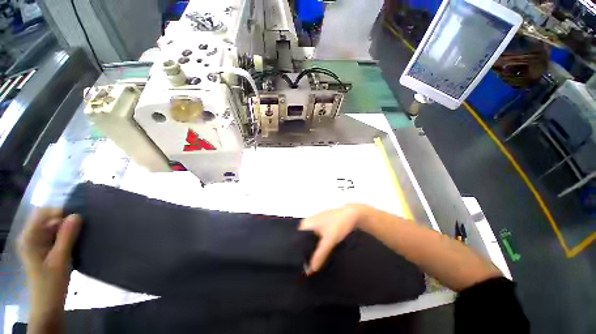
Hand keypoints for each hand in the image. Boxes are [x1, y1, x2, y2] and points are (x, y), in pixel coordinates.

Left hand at [18, 209, 81, 332]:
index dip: (59, 212)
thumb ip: (67, 236)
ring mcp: (36, 243)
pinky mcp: (43, 249)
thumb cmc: (52, 282)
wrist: (48, 303)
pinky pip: (55, 235)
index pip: (42, 213)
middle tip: (81, 229)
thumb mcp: (61, 259)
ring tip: (79, 237)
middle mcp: (30, 237)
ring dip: (66, 229)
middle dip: (65, 221)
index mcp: (29, 237)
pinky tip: (74, 243)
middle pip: (48, 219)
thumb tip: (77, 215)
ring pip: (53, 227)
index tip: (78, 220)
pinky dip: (65, 236)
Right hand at [299, 204, 366, 273]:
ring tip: (314, 263)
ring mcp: (315, 224)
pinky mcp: (322, 226)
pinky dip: (318, 246)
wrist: (353, 214)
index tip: (300, 268)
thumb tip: (309, 271)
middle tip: (308, 269)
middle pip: (303, 242)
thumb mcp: (329, 240)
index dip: (298, 255)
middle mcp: (308, 223)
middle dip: (306, 253)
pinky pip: (316, 238)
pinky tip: (321, 254)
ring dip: (312, 250)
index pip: (296, 242)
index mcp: (305, 224)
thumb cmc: (339, 224)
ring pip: (310, 241)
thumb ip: (319, 255)